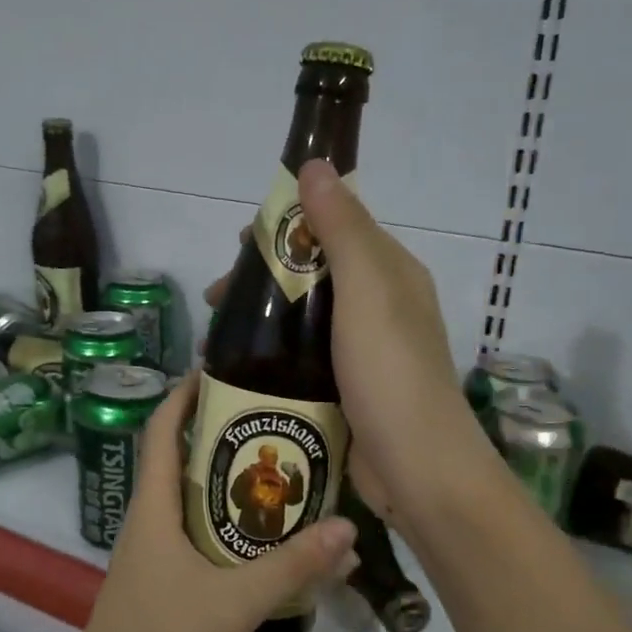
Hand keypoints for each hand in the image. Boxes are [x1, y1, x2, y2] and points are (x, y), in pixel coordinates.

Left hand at [61, 379, 355, 631]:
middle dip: (222, 440)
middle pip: (181, 464)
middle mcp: (148, 524)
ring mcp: (151, 558)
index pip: (161, 432)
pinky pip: (197, 541)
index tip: (218, 370)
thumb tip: (346, 528)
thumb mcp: (235, 602)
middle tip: (274, 426)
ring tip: (280, 479)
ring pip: (192, 507)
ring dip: (229, 489)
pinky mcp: (160, 587)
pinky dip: (228, 531)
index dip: (182, 395)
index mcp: (153, 510)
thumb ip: (292, 566)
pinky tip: (264, 547)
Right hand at [202, 163, 488, 528]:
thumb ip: (342, 228)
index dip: (286, 227)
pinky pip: (302, 360)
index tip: (239, 245)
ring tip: (216, 340)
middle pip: (313, 275)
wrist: (416, 467)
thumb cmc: (391, 372)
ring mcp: (363, 353)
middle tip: (217, 300)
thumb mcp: (368, 289)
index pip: (335, 229)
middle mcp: (379, 307)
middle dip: (263, 280)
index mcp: (390, 273)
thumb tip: (314, 164)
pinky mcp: (345, 391)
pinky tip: (239, 369)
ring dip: (261, 321)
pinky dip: (271, 357)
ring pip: (303, 320)